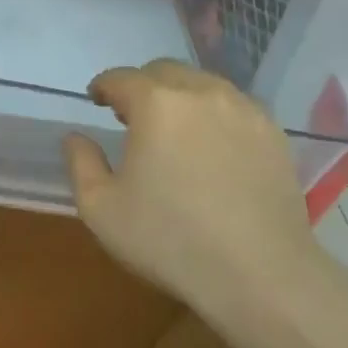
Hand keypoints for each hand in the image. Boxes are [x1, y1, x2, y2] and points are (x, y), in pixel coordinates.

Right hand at [65, 60, 323, 315]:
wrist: (261, 275)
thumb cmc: (171, 240)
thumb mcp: (102, 210)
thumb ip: (81, 163)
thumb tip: (76, 137)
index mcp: (155, 103)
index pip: (120, 78)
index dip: (104, 87)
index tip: (97, 101)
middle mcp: (199, 91)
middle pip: (162, 72)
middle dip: (142, 86)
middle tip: (133, 117)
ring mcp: (241, 108)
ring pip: (201, 83)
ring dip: (179, 96)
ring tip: (174, 128)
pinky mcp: (271, 131)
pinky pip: (233, 106)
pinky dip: (214, 113)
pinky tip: (213, 145)